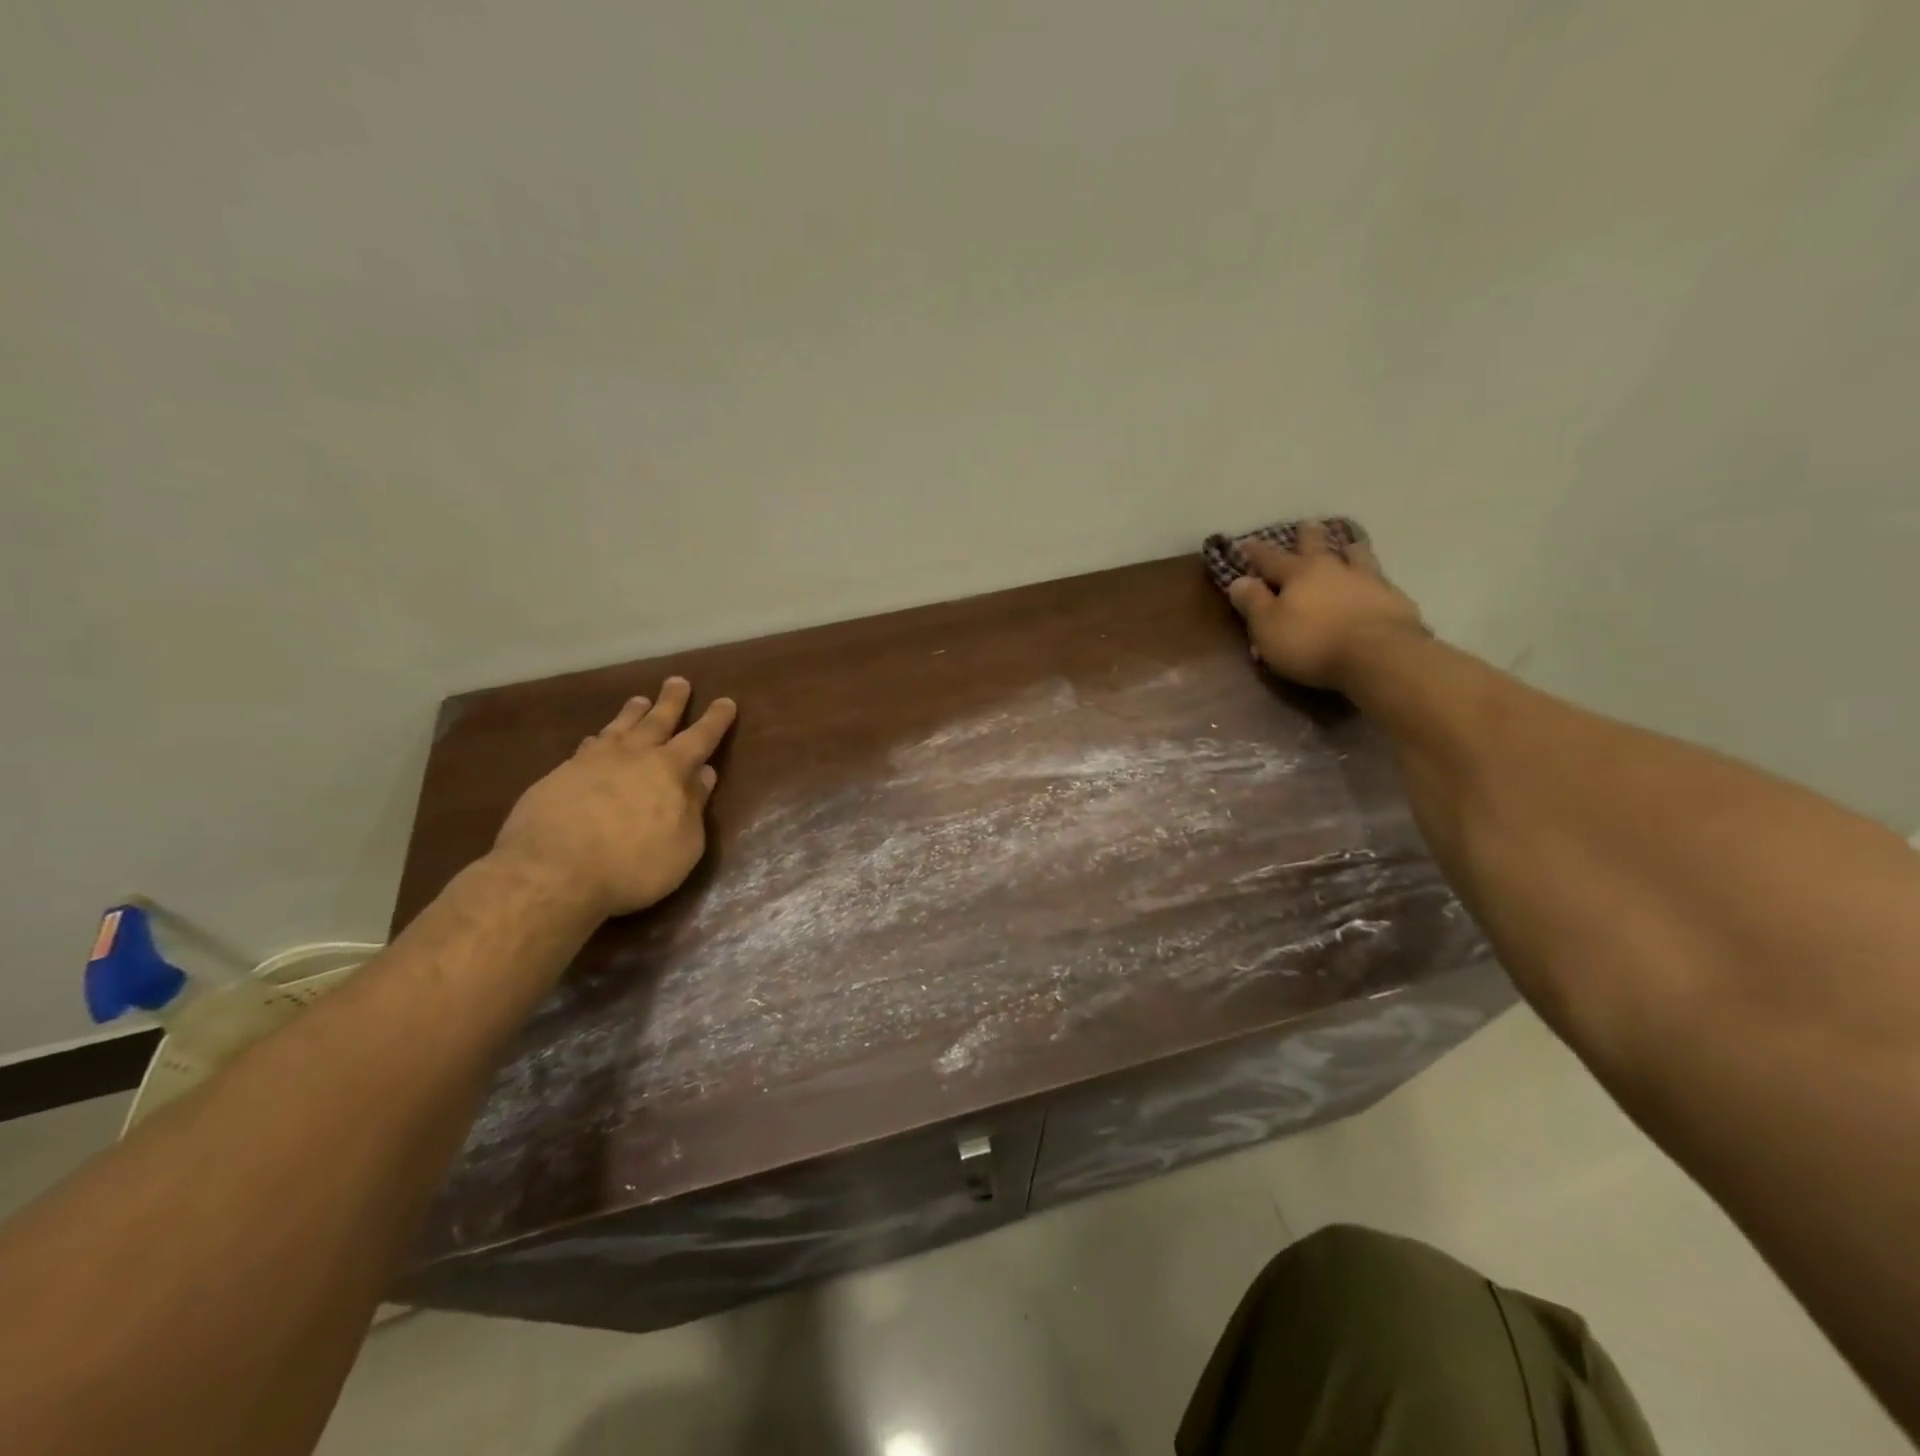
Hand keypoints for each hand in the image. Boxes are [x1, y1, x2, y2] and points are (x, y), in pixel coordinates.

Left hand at [491, 677, 737, 919]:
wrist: (552, 872)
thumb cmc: (633, 865)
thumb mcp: (684, 844)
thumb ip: (694, 806)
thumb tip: (704, 773)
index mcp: (670, 770)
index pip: (700, 738)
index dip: (715, 720)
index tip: (725, 701)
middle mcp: (633, 756)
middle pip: (656, 721)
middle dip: (671, 702)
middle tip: (677, 681)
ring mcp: (591, 762)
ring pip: (618, 728)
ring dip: (632, 713)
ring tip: (639, 700)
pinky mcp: (558, 776)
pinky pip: (586, 747)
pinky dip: (598, 739)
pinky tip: (595, 740)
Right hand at [1226, 521, 1427, 691]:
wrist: (1378, 656)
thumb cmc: (1312, 643)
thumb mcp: (1268, 627)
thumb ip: (1253, 603)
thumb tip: (1238, 580)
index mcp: (1298, 574)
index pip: (1270, 558)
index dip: (1255, 552)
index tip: (1244, 542)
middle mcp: (1334, 569)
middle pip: (1318, 546)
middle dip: (1308, 535)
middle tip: (1306, 524)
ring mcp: (1369, 581)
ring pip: (1357, 556)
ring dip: (1350, 549)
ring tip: (1349, 546)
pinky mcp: (1395, 600)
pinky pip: (1381, 582)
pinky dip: (1374, 580)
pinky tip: (1377, 585)